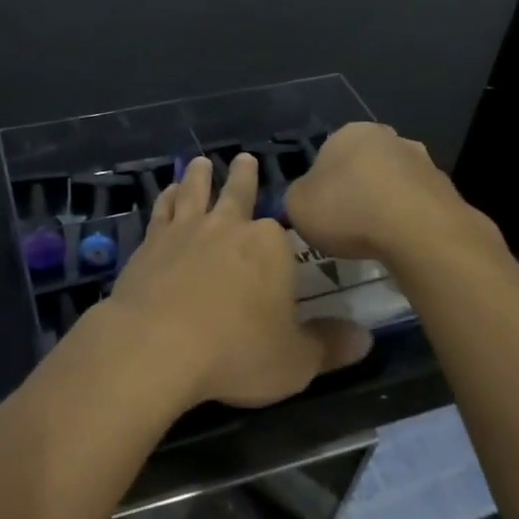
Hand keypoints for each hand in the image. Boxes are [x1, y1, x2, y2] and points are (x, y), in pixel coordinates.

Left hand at [100, 154, 372, 410]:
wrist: (158, 344)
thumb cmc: (235, 352)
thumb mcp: (295, 360)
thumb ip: (329, 346)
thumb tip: (366, 337)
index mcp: (268, 245)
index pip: (281, 231)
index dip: (282, 236)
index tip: (282, 235)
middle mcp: (228, 225)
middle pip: (239, 192)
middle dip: (244, 175)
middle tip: (245, 158)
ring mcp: (186, 228)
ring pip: (196, 191)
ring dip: (201, 175)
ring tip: (202, 162)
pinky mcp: (152, 240)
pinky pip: (162, 209)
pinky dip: (166, 196)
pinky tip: (168, 191)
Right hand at [284, 122, 504, 267]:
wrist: (420, 233)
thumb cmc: (348, 211)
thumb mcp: (297, 206)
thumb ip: (298, 197)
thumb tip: (308, 198)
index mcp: (350, 132)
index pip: (328, 153)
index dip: (322, 184)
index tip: (322, 211)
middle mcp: (389, 138)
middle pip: (365, 164)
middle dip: (358, 189)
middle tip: (348, 224)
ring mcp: (424, 162)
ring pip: (395, 183)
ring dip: (386, 204)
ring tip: (377, 240)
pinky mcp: (448, 191)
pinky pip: (419, 207)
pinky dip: (410, 222)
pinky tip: (403, 246)